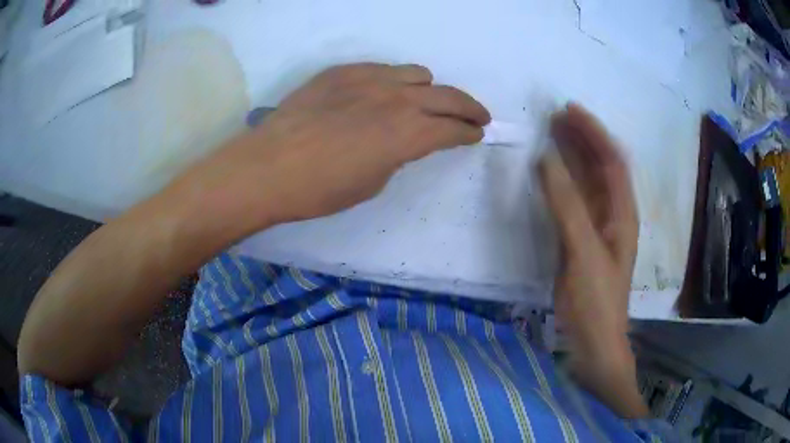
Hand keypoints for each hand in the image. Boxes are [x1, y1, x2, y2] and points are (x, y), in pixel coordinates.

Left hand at [178, 63, 489, 230]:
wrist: (268, 167)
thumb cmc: (320, 189)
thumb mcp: (373, 181)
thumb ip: (398, 154)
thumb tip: (403, 140)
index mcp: (407, 134)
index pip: (453, 129)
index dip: (469, 133)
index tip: (476, 135)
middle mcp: (397, 99)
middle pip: (448, 96)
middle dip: (469, 108)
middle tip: (476, 116)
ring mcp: (369, 78)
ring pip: (417, 73)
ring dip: (429, 90)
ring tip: (423, 102)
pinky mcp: (343, 71)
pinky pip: (382, 68)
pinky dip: (394, 81)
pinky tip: (381, 94)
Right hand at [538, 103, 646, 417]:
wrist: (593, 340)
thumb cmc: (595, 299)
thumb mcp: (583, 250)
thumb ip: (566, 204)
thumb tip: (546, 158)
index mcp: (622, 212)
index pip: (612, 159)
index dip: (594, 132)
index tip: (569, 110)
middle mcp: (614, 213)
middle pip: (602, 165)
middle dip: (583, 137)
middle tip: (555, 116)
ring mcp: (598, 226)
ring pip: (588, 180)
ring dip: (573, 155)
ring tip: (551, 133)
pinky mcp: (583, 239)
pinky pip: (574, 199)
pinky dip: (563, 181)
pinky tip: (550, 173)